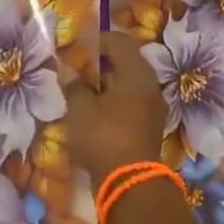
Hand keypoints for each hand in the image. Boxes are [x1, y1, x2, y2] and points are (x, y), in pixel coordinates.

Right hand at [63, 30, 167, 199]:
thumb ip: (75, 86)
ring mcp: (153, 108)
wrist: (130, 184)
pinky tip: (95, 114)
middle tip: (78, 71)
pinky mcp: (150, 127)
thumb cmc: (104, 137)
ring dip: (107, 85)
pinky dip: (114, 102)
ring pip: (129, 85)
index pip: (120, 42)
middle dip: (102, 64)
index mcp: (137, 74)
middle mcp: (151, 86)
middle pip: (127, 62)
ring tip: (83, 93)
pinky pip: (131, 104)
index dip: (98, 40)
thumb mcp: (80, 109)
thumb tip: (70, 72)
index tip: (77, 50)